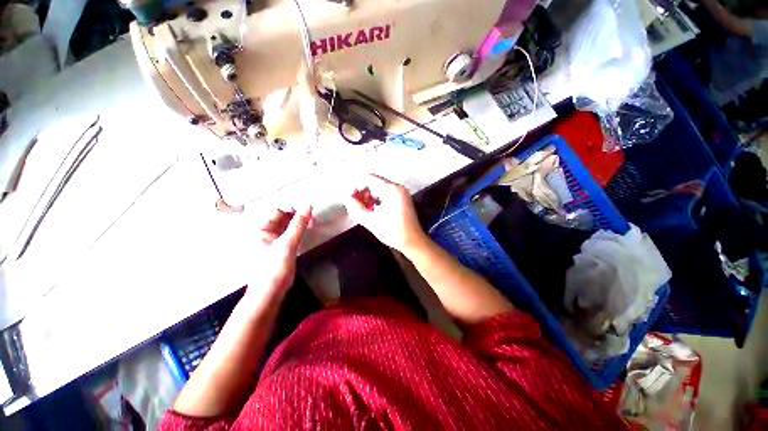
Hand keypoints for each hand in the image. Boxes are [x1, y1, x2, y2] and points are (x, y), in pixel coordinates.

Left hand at [244, 206, 312, 303]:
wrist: (270, 293)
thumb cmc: (273, 269)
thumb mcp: (287, 244)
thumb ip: (298, 225)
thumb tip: (308, 207)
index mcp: (260, 228)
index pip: (277, 209)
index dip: (292, 205)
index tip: (307, 206)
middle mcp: (265, 231)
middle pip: (282, 214)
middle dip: (297, 212)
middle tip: (312, 213)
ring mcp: (273, 238)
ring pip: (288, 223)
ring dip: (300, 220)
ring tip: (312, 219)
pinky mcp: (281, 245)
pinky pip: (291, 231)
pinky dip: (300, 228)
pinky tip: (309, 226)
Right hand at [345, 174, 426, 252]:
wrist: (413, 242)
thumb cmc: (394, 233)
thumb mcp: (372, 222)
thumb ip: (356, 209)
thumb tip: (347, 198)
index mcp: (392, 190)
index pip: (368, 178)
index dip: (356, 186)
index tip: (349, 198)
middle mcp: (397, 187)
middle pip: (373, 182)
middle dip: (361, 193)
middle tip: (355, 206)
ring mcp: (400, 192)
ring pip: (377, 188)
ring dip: (367, 197)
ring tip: (362, 210)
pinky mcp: (400, 198)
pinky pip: (383, 194)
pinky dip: (375, 200)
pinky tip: (371, 211)